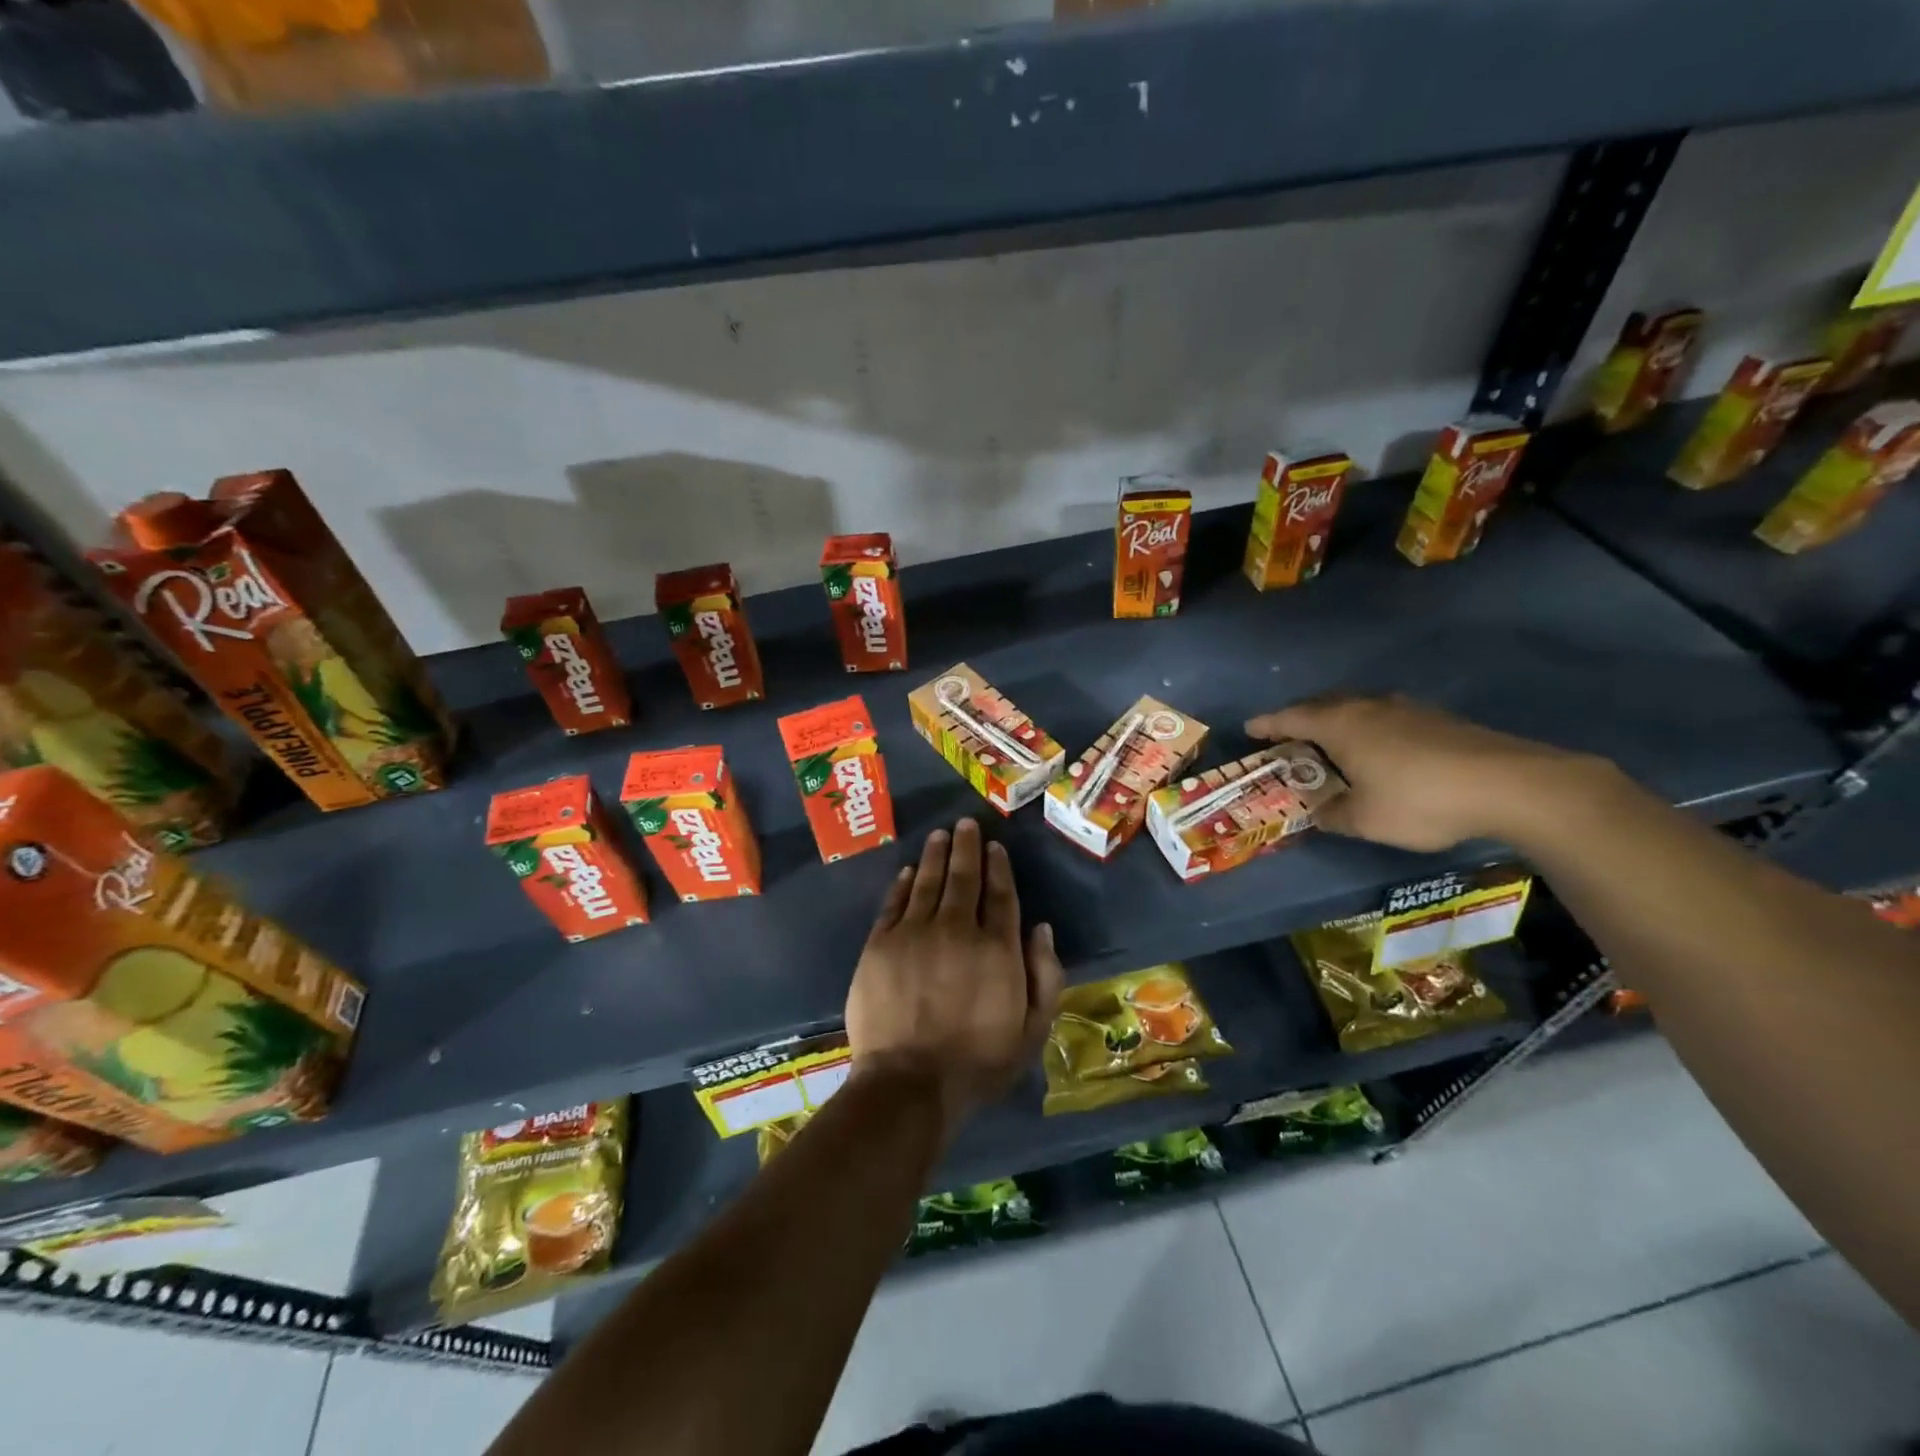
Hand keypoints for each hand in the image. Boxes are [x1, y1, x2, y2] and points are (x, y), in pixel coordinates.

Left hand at [846, 819, 1064, 1139]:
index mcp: (997, 948)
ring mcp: (914, 933)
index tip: (995, 847)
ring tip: (940, 835)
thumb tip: (1042, 929)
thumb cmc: (978, 1063)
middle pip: (964, 877)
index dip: (998, 867)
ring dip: (935, 855)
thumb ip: (1045, 977)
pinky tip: (908, 871)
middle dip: (966, 847)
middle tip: (966, 824)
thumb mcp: (1032, 1031)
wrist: (909, 1083)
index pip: (1000, 895)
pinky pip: (894, 904)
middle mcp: (957, 929)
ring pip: (928, 881)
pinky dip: (903, 884)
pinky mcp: (880, 944)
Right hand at [1246, 693, 1599, 851]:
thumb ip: (1333, 814)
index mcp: (1341, 725)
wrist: (1509, 784)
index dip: (1267, 724)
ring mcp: (1404, 708)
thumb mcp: (1365, 820)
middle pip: (1322, 704)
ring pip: (1355, 706)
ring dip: (1335, 719)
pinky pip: (1383, 715)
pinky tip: (1377, 747)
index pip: (1291, 718)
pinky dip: (1366, 726)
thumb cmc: (1420, 800)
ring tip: (1329, 739)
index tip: (1249, 729)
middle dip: (1299, 717)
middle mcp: (1367, 707)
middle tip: (1286, 734)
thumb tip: (1319, 811)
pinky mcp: (1435, 717)